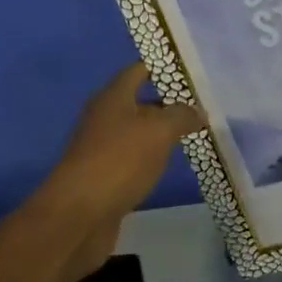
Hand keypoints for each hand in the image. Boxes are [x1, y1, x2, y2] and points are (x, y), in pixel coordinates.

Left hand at [34, 62, 202, 267]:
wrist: (78, 215)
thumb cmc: (119, 161)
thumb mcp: (158, 131)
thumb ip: (181, 116)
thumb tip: (197, 111)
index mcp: (113, 97)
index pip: (139, 70)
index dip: (163, 66)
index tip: (192, 69)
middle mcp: (105, 117)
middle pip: (139, 101)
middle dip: (169, 102)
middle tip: (203, 104)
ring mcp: (102, 148)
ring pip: (138, 131)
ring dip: (162, 131)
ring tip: (196, 132)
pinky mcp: (105, 176)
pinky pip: (135, 157)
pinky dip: (153, 157)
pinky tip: (172, 163)